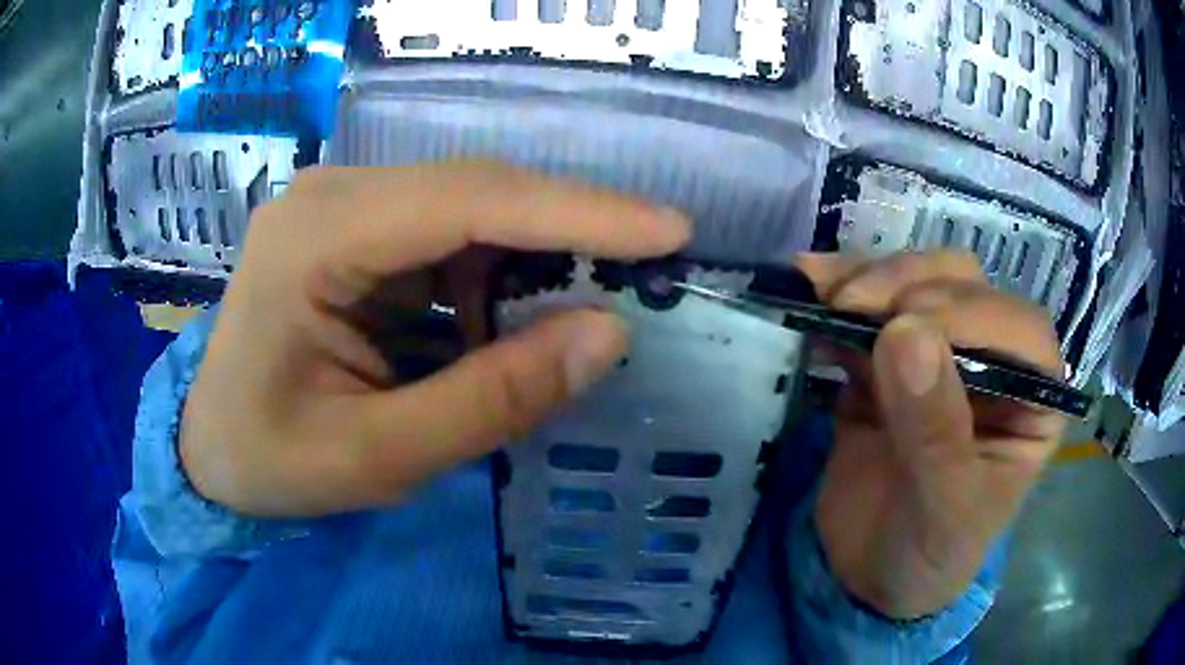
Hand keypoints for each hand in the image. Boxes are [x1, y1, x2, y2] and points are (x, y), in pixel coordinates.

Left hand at [180, 163, 688, 516]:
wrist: (207, 450)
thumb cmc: (271, 461)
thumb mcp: (379, 455)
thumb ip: (492, 400)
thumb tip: (607, 336)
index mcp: (315, 238)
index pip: (469, 201)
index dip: (579, 212)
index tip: (670, 230)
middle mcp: (331, 197)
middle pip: (474, 193)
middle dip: (566, 233)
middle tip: (644, 275)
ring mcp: (340, 208)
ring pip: (467, 214)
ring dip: (525, 267)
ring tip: (559, 329)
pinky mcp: (352, 231)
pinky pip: (443, 240)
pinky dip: (487, 283)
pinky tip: (495, 331)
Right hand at [797, 251, 1066, 619]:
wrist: (867, 574)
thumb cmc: (929, 555)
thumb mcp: (942, 511)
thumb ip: (934, 432)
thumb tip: (905, 334)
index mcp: (1031, 401)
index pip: (1022, 332)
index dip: (973, 314)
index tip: (905, 324)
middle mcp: (994, 362)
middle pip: (965, 287)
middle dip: (908, 285)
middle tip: (852, 308)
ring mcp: (939, 354)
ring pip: (918, 281)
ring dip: (871, 278)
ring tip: (823, 298)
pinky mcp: (888, 359)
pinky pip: (870, 312)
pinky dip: (837, 294)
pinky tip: (808, 292)